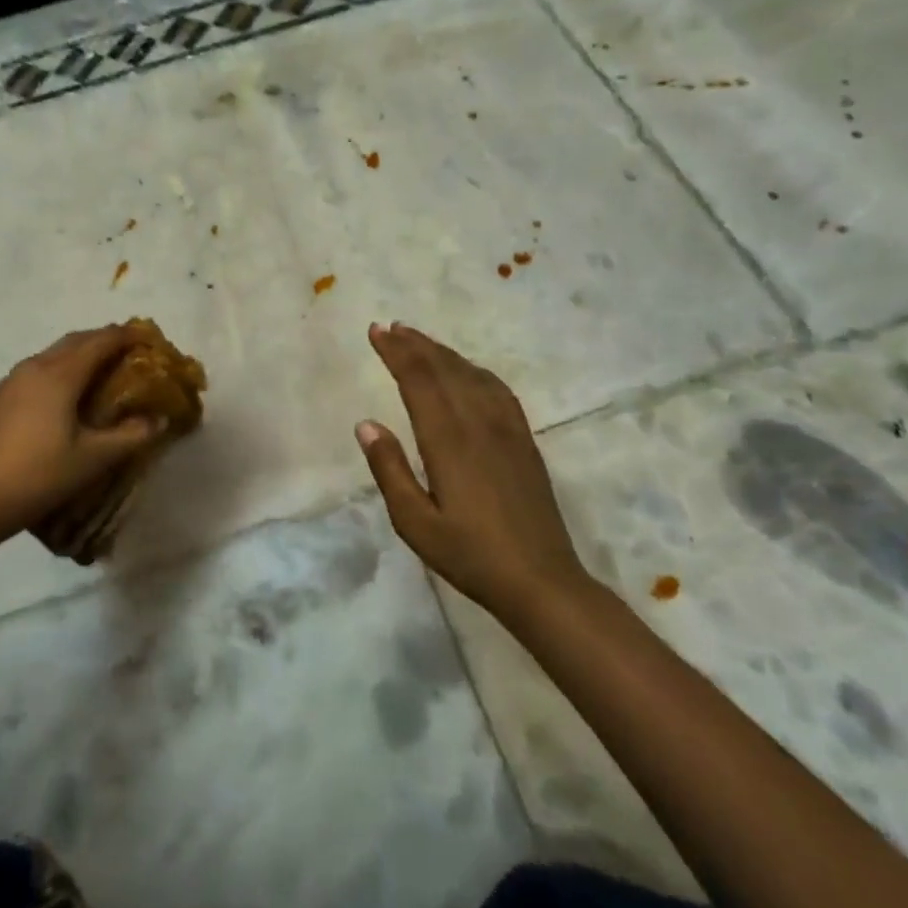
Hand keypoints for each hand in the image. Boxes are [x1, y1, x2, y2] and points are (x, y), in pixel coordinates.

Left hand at [0, 325, 165, 543]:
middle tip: (125, 350)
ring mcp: (7, 383)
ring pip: (49, 355)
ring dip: (75, 356)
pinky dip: (51, 375)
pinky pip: (29, 376)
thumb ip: (131, 436)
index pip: (100, 342)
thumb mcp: (94, 458)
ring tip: (93, 373)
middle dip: (101, 340)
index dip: (125, 335)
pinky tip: (54, 400)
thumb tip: (160, 420)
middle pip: (74, 341)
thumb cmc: (42, 475)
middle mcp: (33, 368)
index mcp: (60, 375)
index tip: (146, 337)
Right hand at [356, 323, 596, 624]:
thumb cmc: (469, 555)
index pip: (418, 380)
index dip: (396, 352)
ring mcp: (507, 429)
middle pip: (444, 368)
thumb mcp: (415, 523)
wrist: (541, 580)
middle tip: (390, 327)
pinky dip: (475, 370)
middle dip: (415, 344)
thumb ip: (389, 470)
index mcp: (448, 440)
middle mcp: (478, 423)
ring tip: (419, 340)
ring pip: (471, 374)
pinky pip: (498, 390)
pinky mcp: (524, 440)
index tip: (376, 331)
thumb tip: (366, 424)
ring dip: (443, 352)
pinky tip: (468, 370)